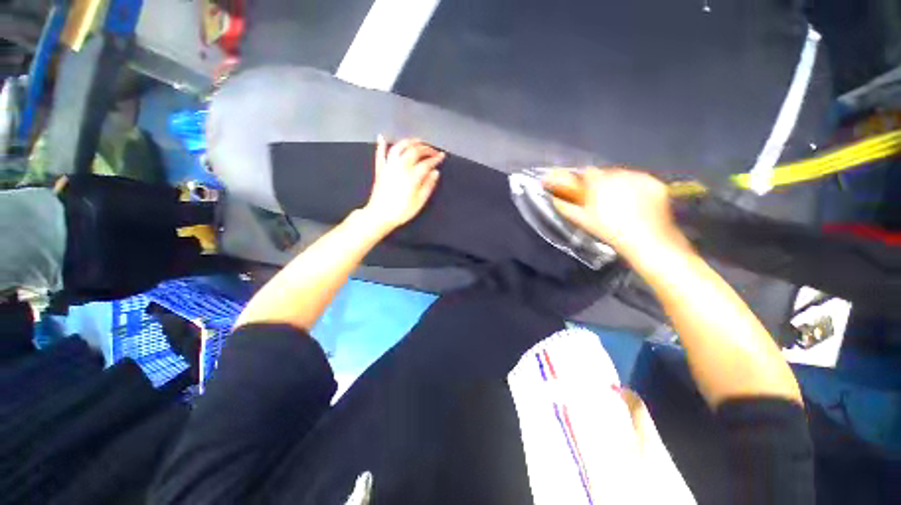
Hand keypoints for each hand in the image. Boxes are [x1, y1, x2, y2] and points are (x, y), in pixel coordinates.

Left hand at [363, 136, 445, 231]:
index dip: (435, 158)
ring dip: (409, 142)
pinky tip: (382, 137)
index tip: (442, 157)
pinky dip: (381, 145)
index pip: (427, 163)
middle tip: (433, 150)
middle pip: (414, 151)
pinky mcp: (380, 170)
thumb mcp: (419, 201)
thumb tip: (435, 173)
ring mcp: (389, 166)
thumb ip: (428, 185)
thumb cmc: (401, 211)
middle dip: (426, 148)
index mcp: (412, 175)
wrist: (380, 215)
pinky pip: (380, 154)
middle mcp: (401, 167)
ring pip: (399, 148)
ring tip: (417, 141)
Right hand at [543, 167, 688, 256]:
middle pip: (606, 173)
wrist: (646, 241)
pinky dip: (637, 189)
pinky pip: (641, 180)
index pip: (587, 172)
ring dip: (619, 185)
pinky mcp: (655, 182)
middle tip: (603, 202)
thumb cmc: (610, 232)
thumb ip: (565, 206)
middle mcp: (620, 175)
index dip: (585, 182)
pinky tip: (637, 204)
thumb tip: (555, 198)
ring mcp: (640, 177)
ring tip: (621, 205)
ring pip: (624, 175)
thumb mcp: (582, 220)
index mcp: (598, 183)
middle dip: (603, 184)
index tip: (586, 191)